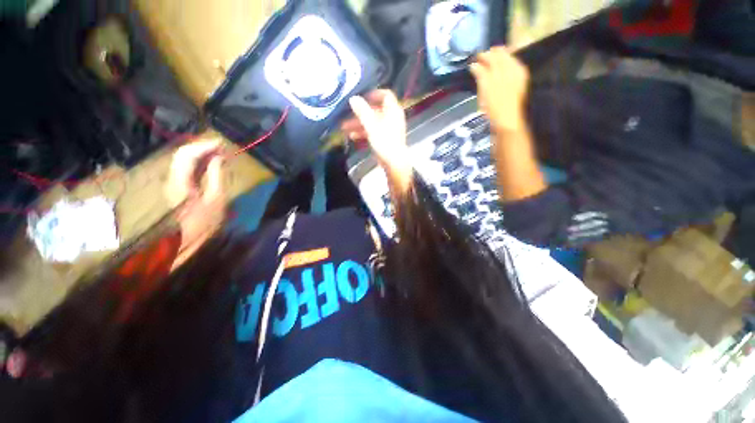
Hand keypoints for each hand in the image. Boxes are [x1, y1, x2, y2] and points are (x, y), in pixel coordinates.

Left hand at [165, 139, 226, 266]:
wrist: (184, 240)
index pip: (187, 154)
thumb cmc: (203, 222)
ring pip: (183, 159)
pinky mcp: (176, 186)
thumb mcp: (216, 199)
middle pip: (182, 154)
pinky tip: (210, 163)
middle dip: (202, 147)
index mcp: (180, 181)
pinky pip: (186, 167)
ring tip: (218, 153)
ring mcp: (172, 181)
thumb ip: (216, 176)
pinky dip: (198, 162)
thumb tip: (219, 158)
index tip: (221, 143)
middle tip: (221, 147)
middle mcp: (172, 177)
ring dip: (200, 153)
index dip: (203, 145)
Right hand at [341, 90, 411, 192]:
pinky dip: (364, 132)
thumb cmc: (384, 141)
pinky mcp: (385, 139)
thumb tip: (353, 98)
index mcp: (392, 111)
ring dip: (359, 124)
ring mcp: (388, 129)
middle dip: (360, 113)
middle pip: (375, 111)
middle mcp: (392, 118)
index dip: (374, 94)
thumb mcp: (371, 125)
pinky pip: (373, 132)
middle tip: (347, 116)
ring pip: (372, 122)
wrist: (393, 162)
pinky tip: (353, 136)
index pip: (386, 95)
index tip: (362, 97)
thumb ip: (362, 111)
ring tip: (345, 128)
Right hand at [469, 46, 529, 131]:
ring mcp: (517, 77)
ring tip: (489, 64)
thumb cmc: (495, 105)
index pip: (495, 55)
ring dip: (498, 62)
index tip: (476, 57)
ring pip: (508, 63)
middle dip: (493, 56)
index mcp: (506, 68)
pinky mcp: (518, 85)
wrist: (507, 120)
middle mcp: (514, 69)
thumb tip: (474, 65)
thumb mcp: (485, 89)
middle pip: (503, 57)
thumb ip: (481, 74)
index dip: (485, 55)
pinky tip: (499, 73)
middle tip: (482, 58)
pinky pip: (512, 70)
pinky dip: (504, 69)